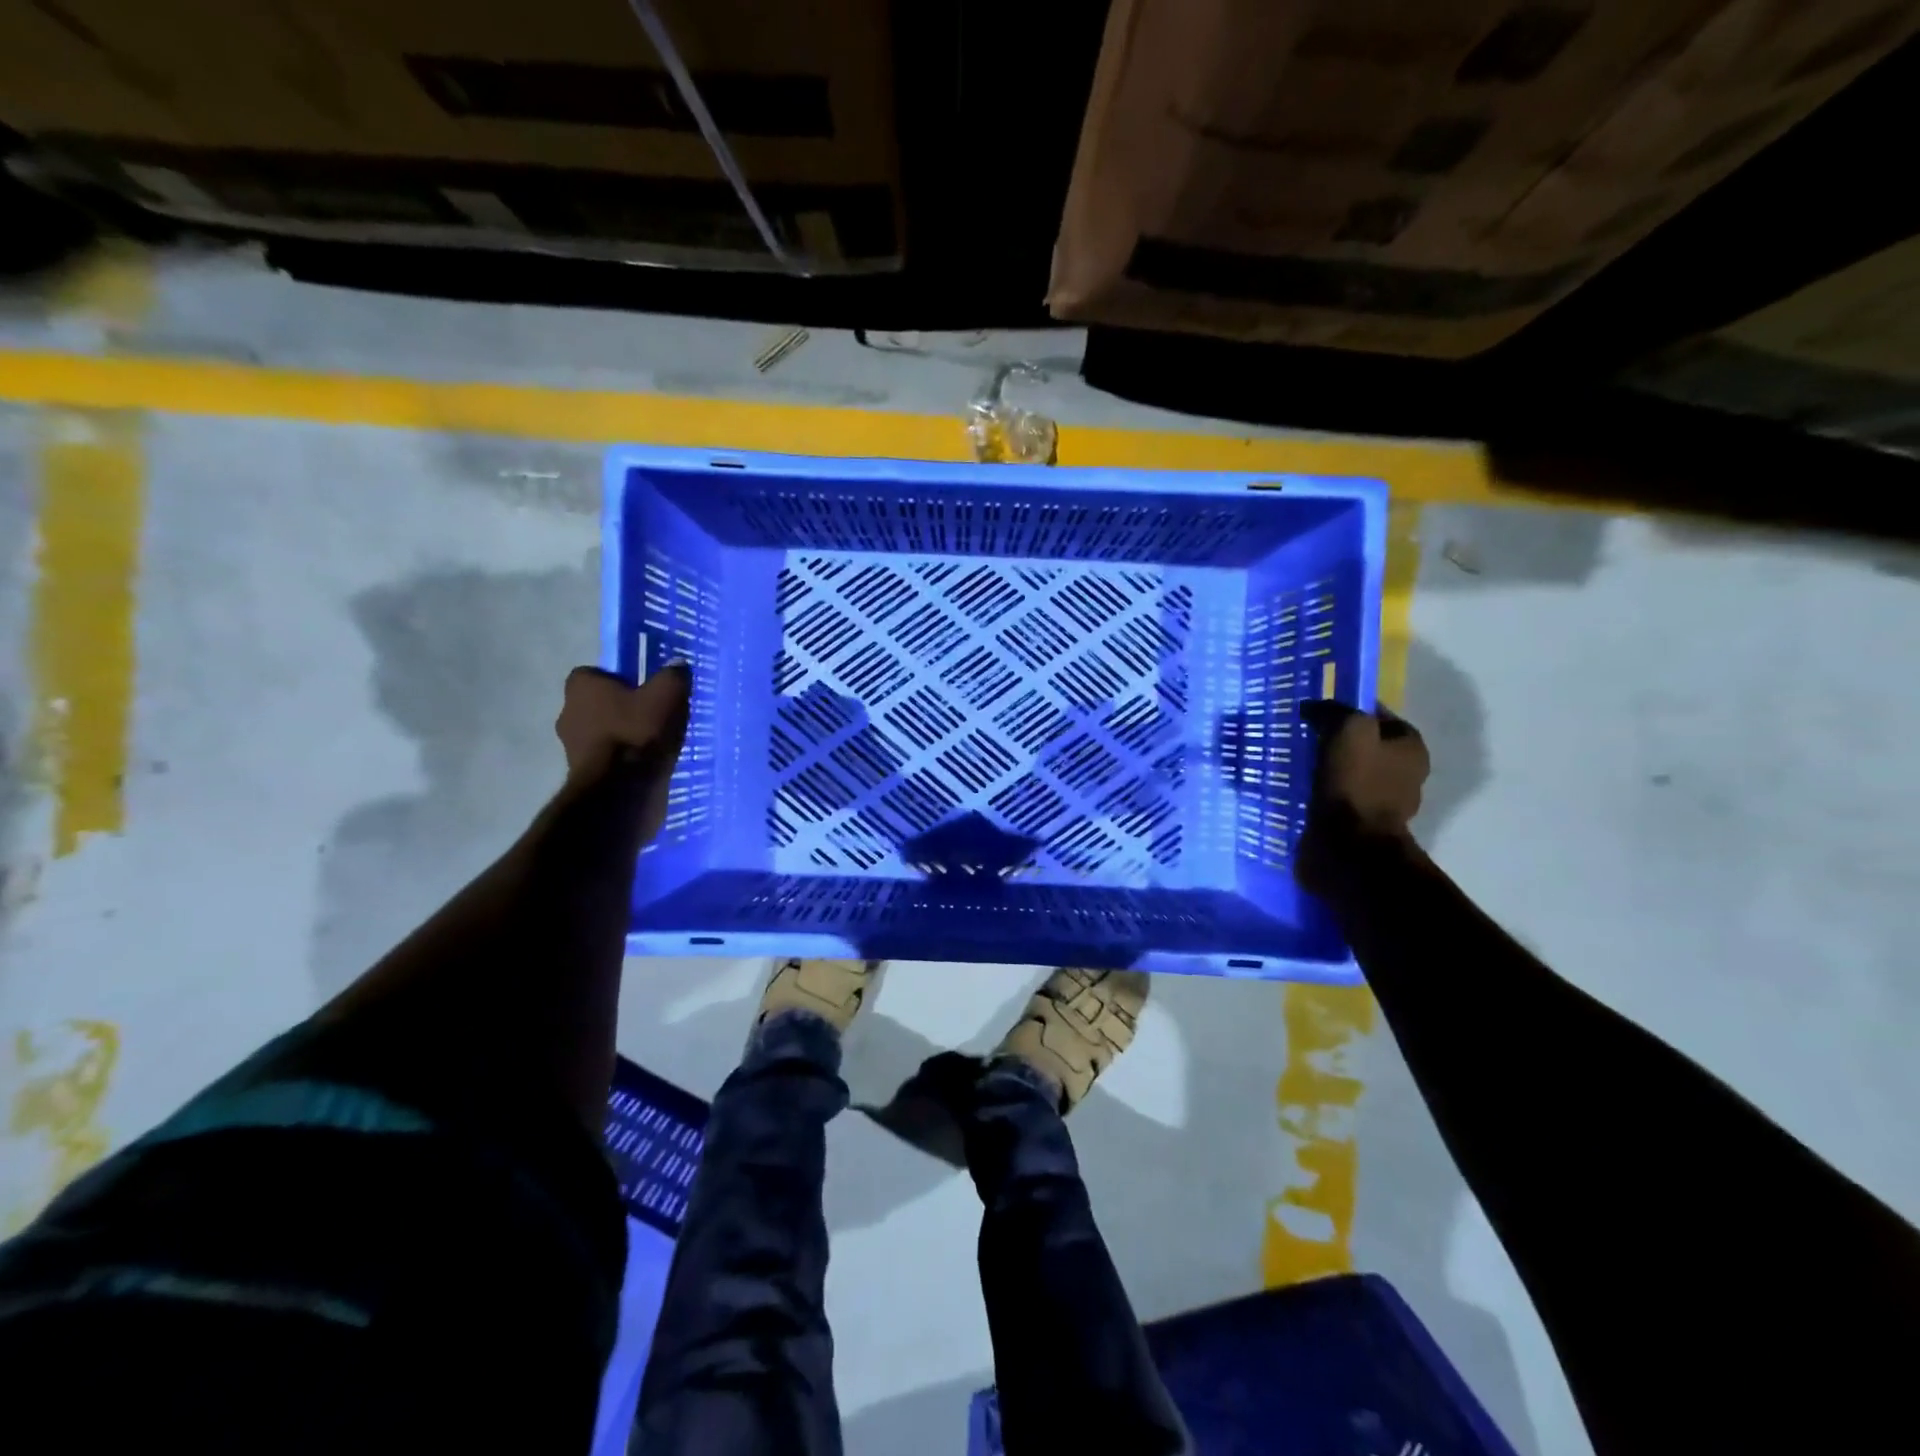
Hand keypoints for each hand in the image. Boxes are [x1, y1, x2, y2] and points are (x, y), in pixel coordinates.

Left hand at [555, 663, 691, 838]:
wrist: (621, 791)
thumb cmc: (639, 733)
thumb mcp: (668, 695)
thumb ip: (673, 676)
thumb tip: (677, 664)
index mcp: (581, 687)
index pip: (595, 674)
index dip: (619, 680)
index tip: (643, 690)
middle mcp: (567, 712)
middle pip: (597, 704)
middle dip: (620, 710)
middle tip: (652, 717)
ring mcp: (571, 747)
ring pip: (601, 733)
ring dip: (621, 736)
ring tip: (653, 744)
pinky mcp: (582, 775)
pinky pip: (606, 759)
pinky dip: (622, 760)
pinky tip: (646, 765)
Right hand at [1297, 701, 1428, 888]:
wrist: (1350, 846)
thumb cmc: (1356, 783)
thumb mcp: (1348, 730)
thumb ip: (1334, 711)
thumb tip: (1314, 707)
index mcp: (1411, 747)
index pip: (1378, 715)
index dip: (1347, 709)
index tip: (1316, 711)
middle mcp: (1405, 772)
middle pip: (1365, 744)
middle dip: (1335, 739)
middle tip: (1303, 736)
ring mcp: (1384, 801)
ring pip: (1350, 771)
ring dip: (1327, 767)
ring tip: (1296, 762)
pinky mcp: (1361, 823)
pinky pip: (1339, 796)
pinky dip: (1322, 790)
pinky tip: (1300, 788)